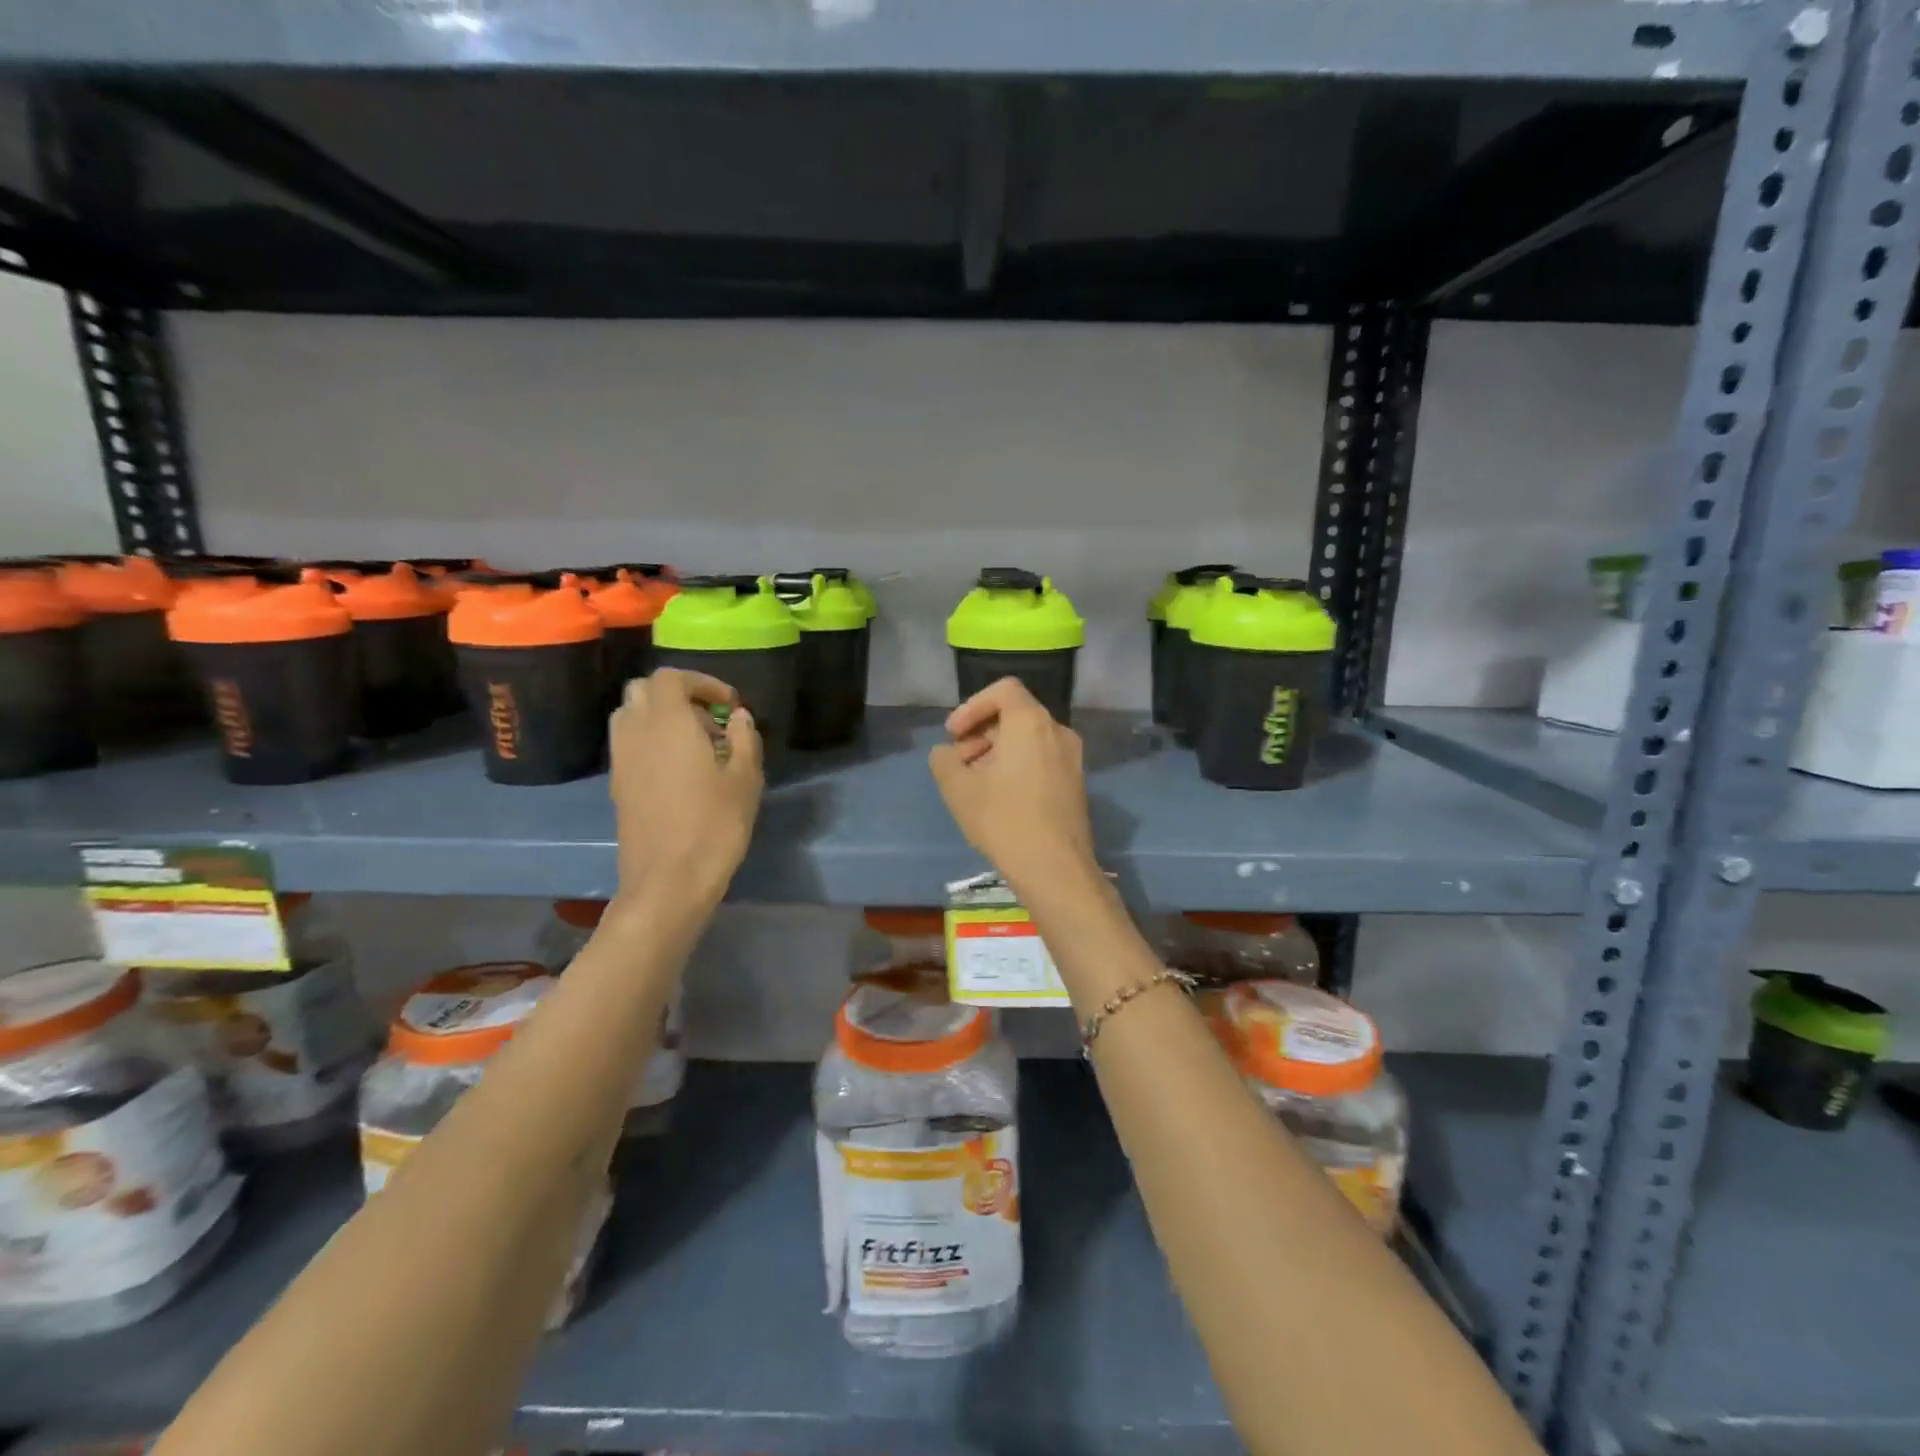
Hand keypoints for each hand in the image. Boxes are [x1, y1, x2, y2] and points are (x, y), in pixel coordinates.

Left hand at [608, 669, 762, 905]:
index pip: (671, 677)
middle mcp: (635, 731)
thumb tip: (739, 717)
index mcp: (667, 722)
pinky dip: (651, 742)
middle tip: (711, 722)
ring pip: (631, 716)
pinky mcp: (617, 784)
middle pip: (644, 690)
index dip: (702, 682)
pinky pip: (629, 744)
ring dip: (661, 718)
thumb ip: (744, 739)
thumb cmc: (714, 825)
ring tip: (696, 746)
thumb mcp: (745, 779)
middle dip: (678, 696)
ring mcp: (621, 759)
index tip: (730, 705)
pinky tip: (680, 772)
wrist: (668, 881)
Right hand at [929, 677, 1095, 890]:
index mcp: (1031, 722)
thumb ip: (944, 759)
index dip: (972, 706)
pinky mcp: (1076, 783)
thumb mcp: (957, 787)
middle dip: (981, 732)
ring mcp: (1072, 758)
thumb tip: (947, 753)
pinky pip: (1042, 759)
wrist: (1055, 867)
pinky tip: (999, 798)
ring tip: (975, 783)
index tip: (953, 734)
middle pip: (1015, 715)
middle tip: (959, 762)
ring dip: (997, 751)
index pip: (1003, 690)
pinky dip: (1018, 765)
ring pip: (1028, 739)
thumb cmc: (1003, 819)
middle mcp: (1057, 731)